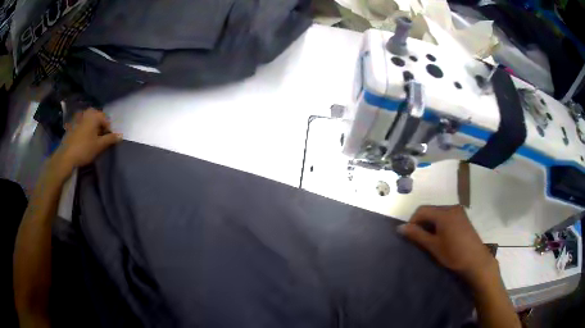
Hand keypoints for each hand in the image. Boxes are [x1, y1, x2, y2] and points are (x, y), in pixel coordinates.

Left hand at [51, 109, 121, 178]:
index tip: (108, 141)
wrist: (66, 156)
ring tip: (93, 140)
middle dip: (100, 127)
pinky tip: (84, 140)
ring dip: (93, 128)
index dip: (109, 131)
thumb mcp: (99, 146)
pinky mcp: (72, 125)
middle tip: (101, 139)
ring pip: (89, 121)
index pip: (106, 120)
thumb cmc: (84, 149)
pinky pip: (82, 124)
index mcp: (94, 115)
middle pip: (97, 119)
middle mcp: (86, 113)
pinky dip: (85, 130)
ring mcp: (78, 118)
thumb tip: (120, 136)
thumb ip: (110, 139)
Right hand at [399, 205, 498, 287]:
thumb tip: (400, 228)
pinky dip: (440, 223)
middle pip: (431, 210)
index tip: (409, 235)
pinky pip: (447, 216)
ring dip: (431, 223)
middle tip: (418, 238)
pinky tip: (441, 236)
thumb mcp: (433, 246)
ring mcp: (459, 212)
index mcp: (444, 213)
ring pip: (439, 213)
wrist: (476, 260)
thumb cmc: (453, 254)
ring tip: (429, 239)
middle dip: (422, 222)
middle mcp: (452, 207)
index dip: (412, 221)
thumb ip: (417, 235)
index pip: (422, 210)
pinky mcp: (463, 217)